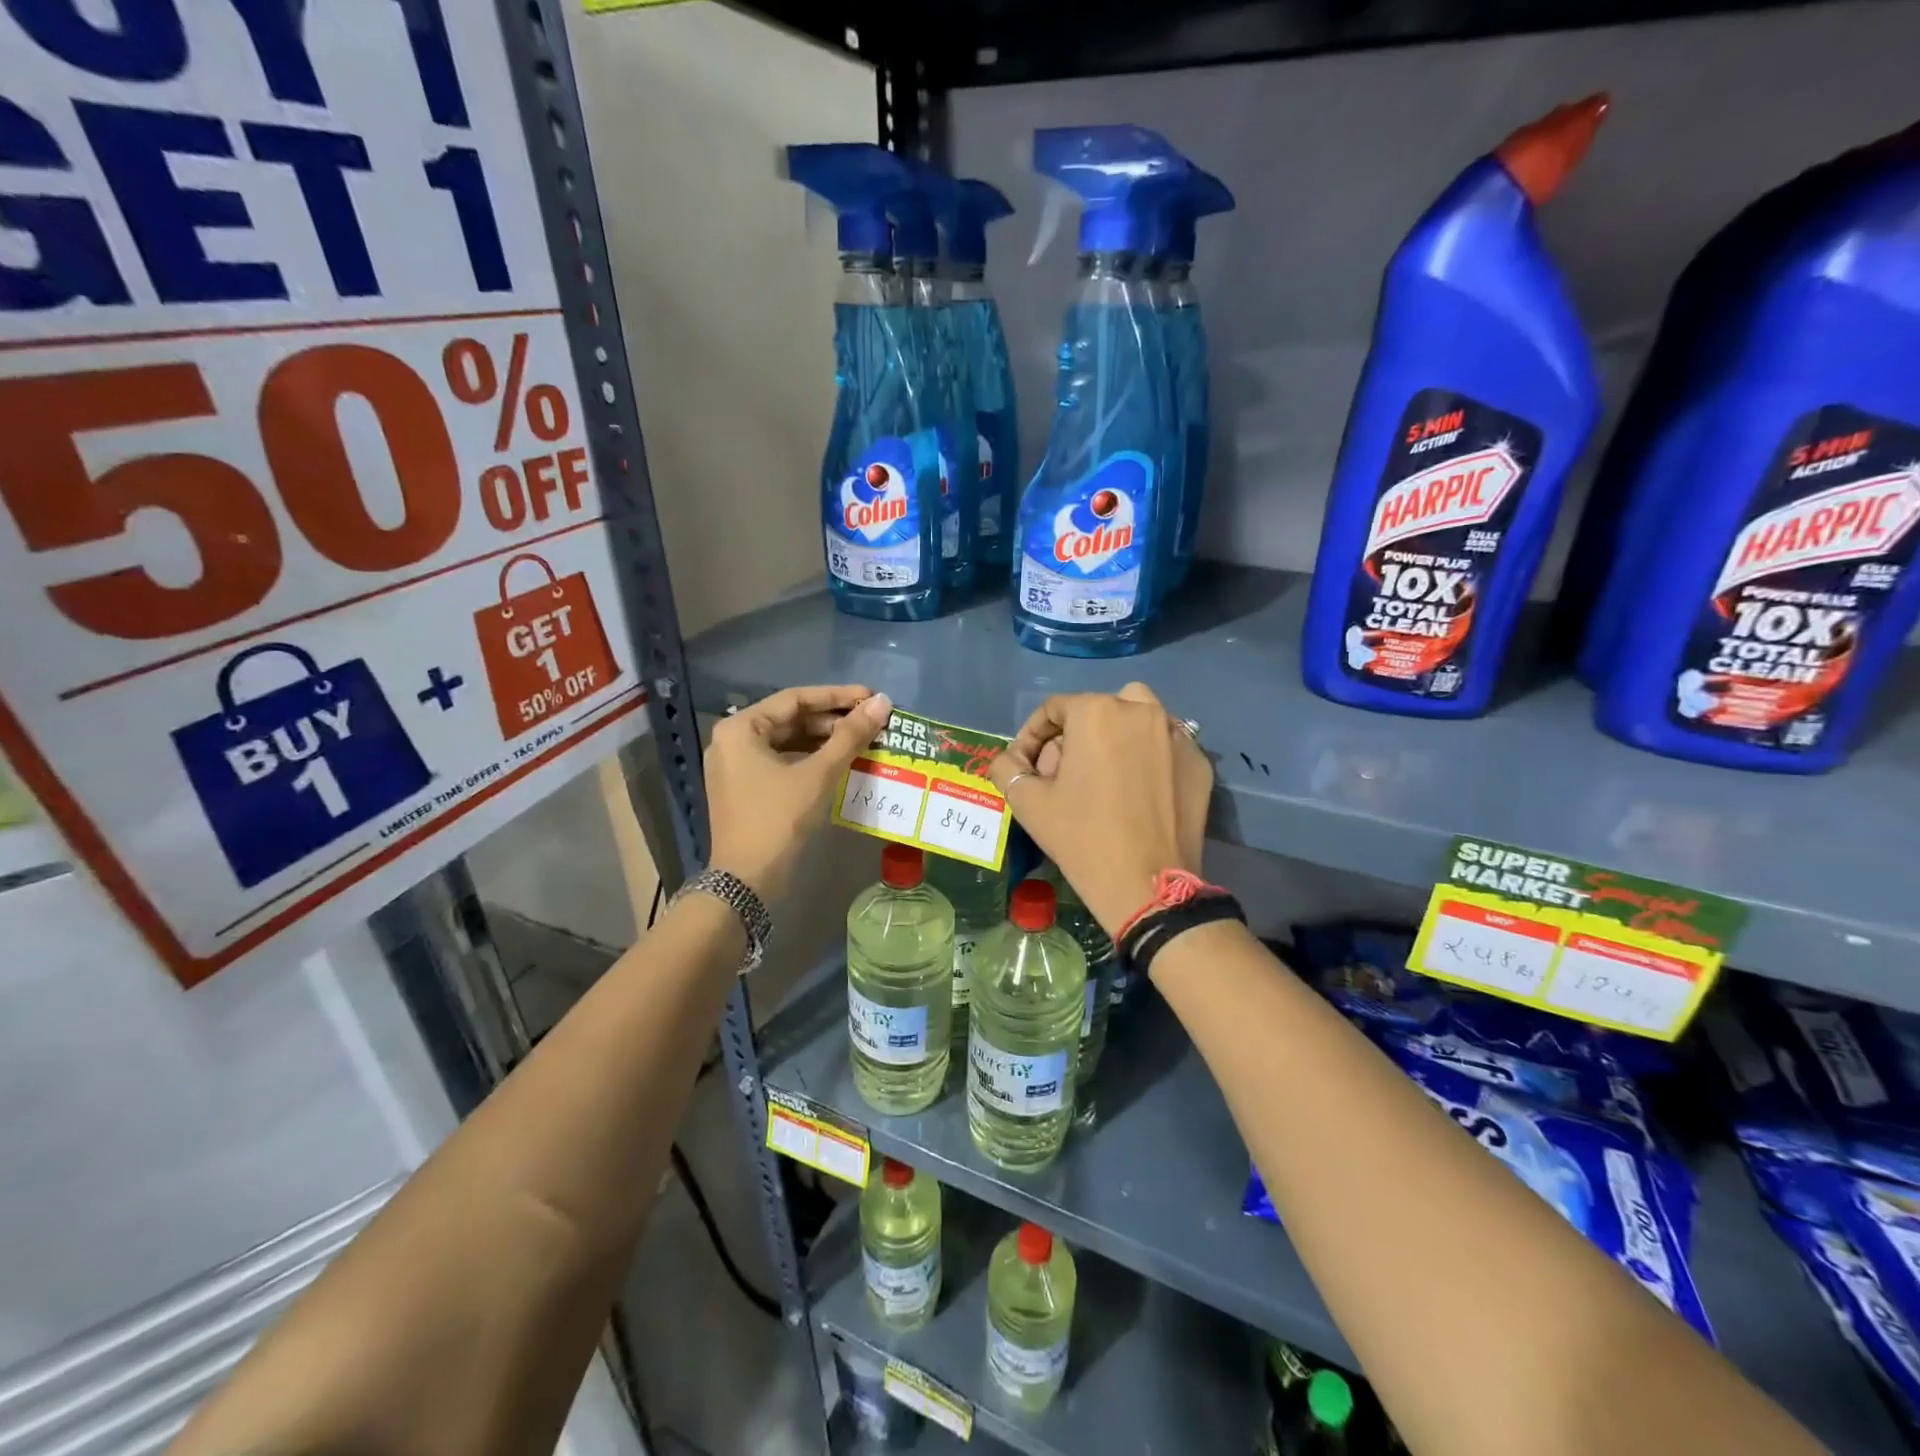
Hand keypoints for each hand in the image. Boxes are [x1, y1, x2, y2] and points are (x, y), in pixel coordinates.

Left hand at [706, 685, 891, 899]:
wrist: (747, 882)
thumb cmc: (779, 820)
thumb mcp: (819, 774)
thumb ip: (851, 735)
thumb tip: (882, 702)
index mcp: (741, 728)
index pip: (796, 699)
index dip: (837, 696)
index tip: (871, 697)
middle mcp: (733, 741)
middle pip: (791, 719)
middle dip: (833, 720)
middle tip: (872, 722)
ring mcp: (737, 767)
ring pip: (789, 742)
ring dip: (826, 741)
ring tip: (864, 741)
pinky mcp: (747, 789)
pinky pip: (784, 763)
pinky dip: (812, 760)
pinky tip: (843, 763)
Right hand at [988, 682, 1211, 934]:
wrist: (1147, 886)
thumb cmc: (1082, 837)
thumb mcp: (1028, 802)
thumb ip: (1007, 769)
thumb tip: (1012, 761)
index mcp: (1096, 712)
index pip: (1053, 709)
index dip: (1031, 736)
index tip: (1026, 767)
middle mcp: (1141, 710)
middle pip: (1096, 709)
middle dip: (1072, 737)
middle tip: (1061, 776)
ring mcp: (1176, 735)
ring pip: (1137, 718)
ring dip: (1113, 736)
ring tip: (1101, 774)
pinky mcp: (1199, 762)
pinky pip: (1164, 746)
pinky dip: (1146, 757)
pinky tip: (1136, 790)